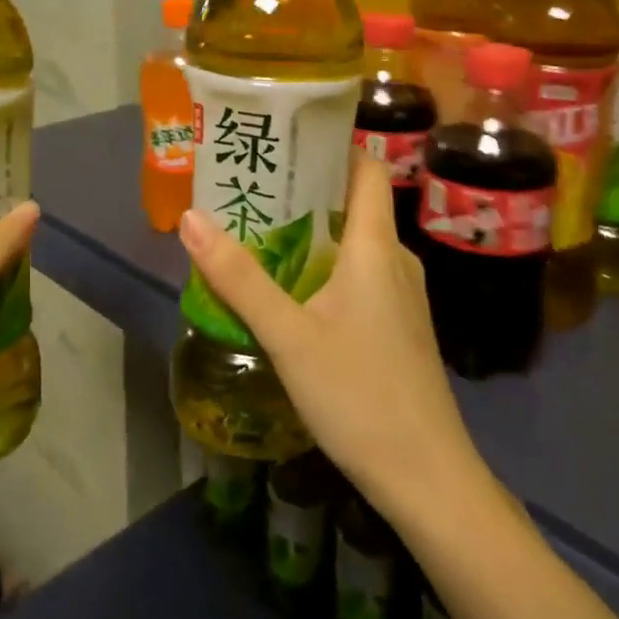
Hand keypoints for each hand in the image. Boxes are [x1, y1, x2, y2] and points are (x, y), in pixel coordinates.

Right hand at [179, 156, 481, 512]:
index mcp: (374, 247)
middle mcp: (395, 260)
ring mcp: (402, 296)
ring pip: (356, 243)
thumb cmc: (360, 396)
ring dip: (313, 232)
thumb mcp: (288, 336)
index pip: (366, 169)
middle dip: (306, 191)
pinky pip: (361, 275)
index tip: (286, 141)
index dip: (332, 146)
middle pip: (354, 203)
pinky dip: (327, 266)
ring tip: (261, 233)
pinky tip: (293, 290)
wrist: (427, 477)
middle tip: (253, 188)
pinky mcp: (400, 326)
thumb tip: (191, 218)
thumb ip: (239, 278)